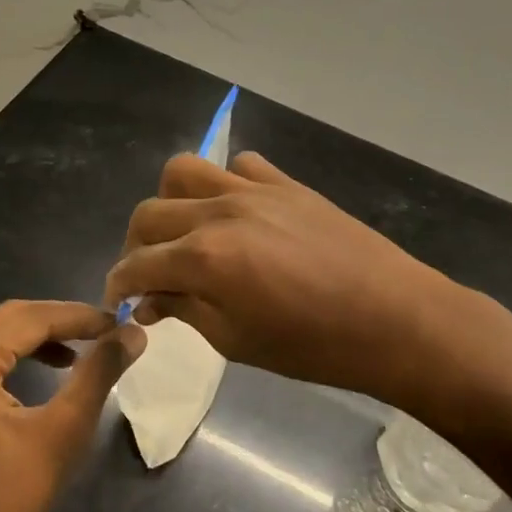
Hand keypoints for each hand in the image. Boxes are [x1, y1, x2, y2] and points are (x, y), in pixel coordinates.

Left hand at [0, 301, 141, 511]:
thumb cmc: (5, 504)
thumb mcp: (63, 433)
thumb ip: (99, 373)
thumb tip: (133, 333)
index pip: (30, 318)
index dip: (79, 317)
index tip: (119, 324)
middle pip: (1, 321)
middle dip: (52, 325)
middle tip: (97, 338)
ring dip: (24, 342)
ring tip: (68, 360)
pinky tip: (21, 385)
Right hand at [104, 153, 468, 413]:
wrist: (393, 318)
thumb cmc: (313, 345)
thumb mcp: (236, 341)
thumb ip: (185, 310)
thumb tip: (149, 300)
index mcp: (204, 257)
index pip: (137, 264)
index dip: (119, 284)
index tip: (118, 301)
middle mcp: (220, 211)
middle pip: (150, 212)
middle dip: (136, 246)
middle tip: (148, 275)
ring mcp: (255, 190)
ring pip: (185, 171)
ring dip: (171, 201)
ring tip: (184, 233)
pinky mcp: (287, 183)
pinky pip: (240, 166)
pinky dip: (224, 184)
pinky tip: (236, 215)